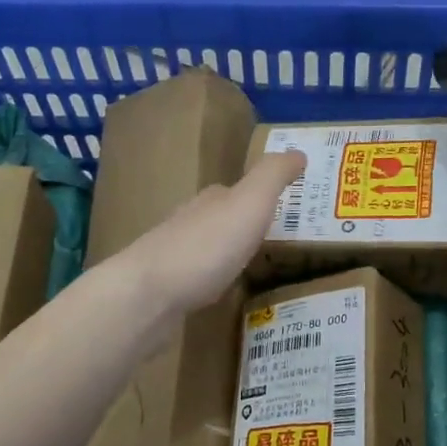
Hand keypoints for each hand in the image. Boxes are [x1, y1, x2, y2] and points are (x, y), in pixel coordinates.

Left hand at [115, 150, 305, 315]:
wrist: (148, 294)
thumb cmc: (206, 246)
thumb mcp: (250, 203)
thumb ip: (272, 176)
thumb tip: (298, 151)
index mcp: (211, 201)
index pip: (236, 190)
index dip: (259, 197)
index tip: (284, 207)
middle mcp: (189, 222)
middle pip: (219, 218)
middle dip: (243, 226)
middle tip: (276, 239)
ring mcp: (174, 256)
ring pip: (207, 248)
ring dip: (227, 253)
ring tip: (254, 267)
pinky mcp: (166, 288)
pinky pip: (196, 278)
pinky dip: (212, 280)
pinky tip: (221, 292)